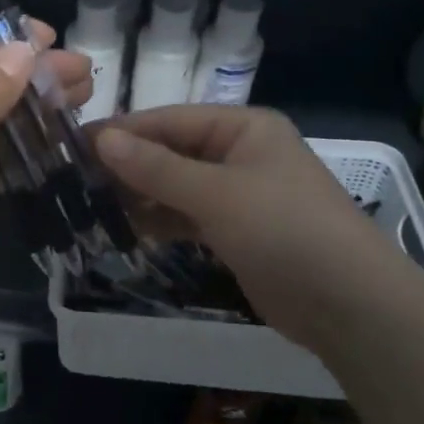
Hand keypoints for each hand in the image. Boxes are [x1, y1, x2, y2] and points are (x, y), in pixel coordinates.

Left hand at [0, 22, 91, 300]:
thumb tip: (26, 47)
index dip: (2, 36)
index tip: (48, 35)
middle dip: (33, 73)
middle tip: (83, 72)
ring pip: (0, 118)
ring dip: (39, 109)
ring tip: (84, 97)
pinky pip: (3, 156)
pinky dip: (31, 147)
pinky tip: (65, 137)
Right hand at [94, 105, 400, 330]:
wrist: (348, 303)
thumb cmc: (284, 230)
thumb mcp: (216, 193)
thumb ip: (156, 167)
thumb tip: (101, 139)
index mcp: (244, 127)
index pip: (170, 120)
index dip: (123, 131)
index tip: (75, 144)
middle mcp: (240, 153)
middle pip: (172, 151)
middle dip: (129, 165)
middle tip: (75, 180)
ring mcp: (240, 194)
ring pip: (177, 186)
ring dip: (140, 194)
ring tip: (91, 204)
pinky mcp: (236, 231)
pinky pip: (188, 215)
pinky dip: (161, 220)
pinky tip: (127, 227)